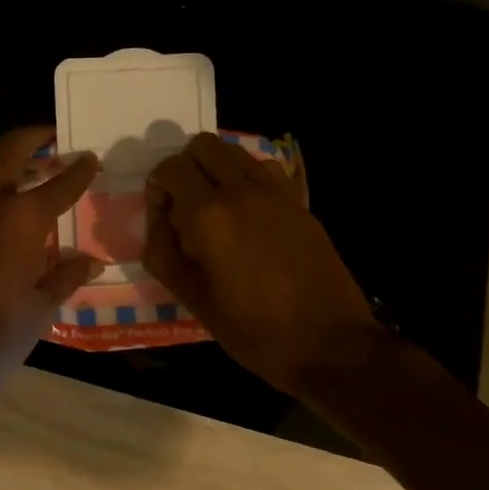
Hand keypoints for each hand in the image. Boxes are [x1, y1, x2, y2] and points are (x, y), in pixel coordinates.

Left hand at [0, 126, 102, 403]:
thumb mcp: (39, 311)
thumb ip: (66, 277)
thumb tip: (93, 260)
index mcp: (21, 222)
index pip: (59, 186)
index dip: (79, 171)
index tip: (90, 158)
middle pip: (10, 151)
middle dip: (33, 136)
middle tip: (49, 136)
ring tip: (10, 159)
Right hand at [143, 133, 386, 392]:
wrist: (331, 344)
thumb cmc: (254, 330)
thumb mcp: (193, 299)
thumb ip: (163, 249)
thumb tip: (157, 212)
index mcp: (208, 215)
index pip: (170, 167)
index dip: (158, 185)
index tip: (163, 213)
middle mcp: (240, 190)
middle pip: (202, 145)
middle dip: (186, 166)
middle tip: (186, 204)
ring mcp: (275, 192)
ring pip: (234, 151)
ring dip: (217, 168)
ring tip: (217, 208)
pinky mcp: (299, 201)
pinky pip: (264, 168)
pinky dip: (247, 177)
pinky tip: (249, 213)